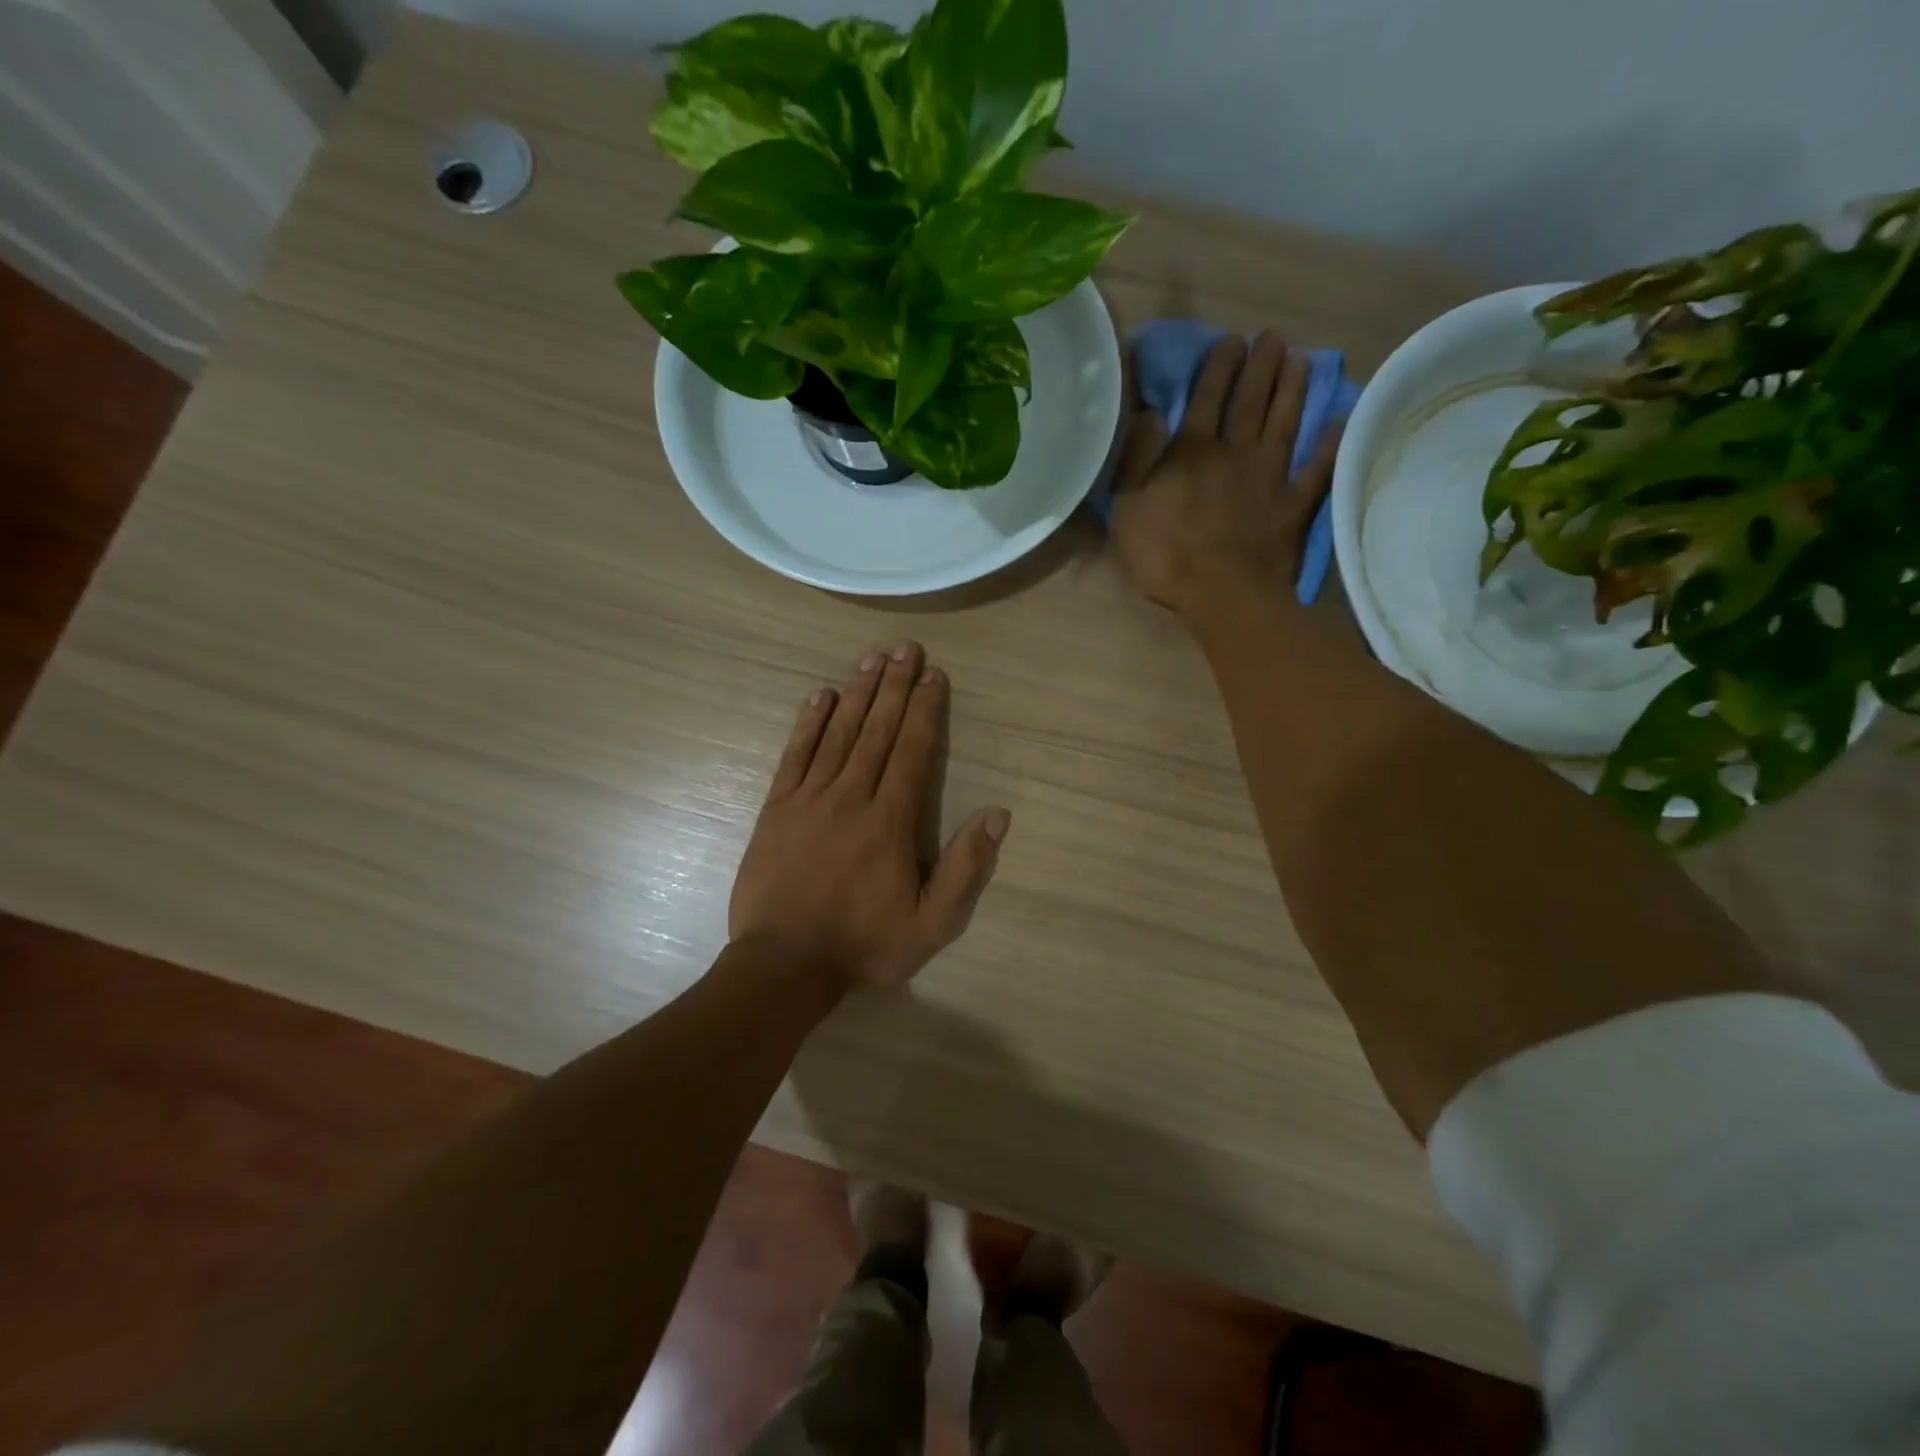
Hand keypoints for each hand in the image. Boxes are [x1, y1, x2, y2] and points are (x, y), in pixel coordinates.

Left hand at [728, 642, 1010, 995]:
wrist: (783, 966)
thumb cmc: (863, 946)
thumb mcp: (931, 925)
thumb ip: (965, 868)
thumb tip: (997, 815)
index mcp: (890, 821)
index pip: (912, 751)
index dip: (924, 710)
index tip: (933, 675)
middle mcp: (851, 797)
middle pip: (876, 731)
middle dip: (894, 686)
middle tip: (905, 648)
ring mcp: (809, 799)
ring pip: (838, 734)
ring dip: (857, 693)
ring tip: (871, 658)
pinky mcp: (776, 809)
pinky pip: (795, 755)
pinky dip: (808, 723)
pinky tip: (820, 696)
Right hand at [1111, 330, 1340, 620]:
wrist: (1222, 594)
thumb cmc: (1165, 554)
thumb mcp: (1128, 508)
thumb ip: (1136, 459)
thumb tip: (1149, 413)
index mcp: (1192, 452)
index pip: (1206, 397)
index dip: (1219, 366)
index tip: (1232, 340)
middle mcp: (1235, 452)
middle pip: (1250, 400)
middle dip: (1260, 365)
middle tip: (1271, 336)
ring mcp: (1270, 477)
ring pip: (1283, 423)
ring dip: (1292, 389)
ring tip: (1300, 359)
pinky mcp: (1294, 505)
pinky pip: (1316, 469)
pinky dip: (1328, 445)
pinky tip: (1336, 422)